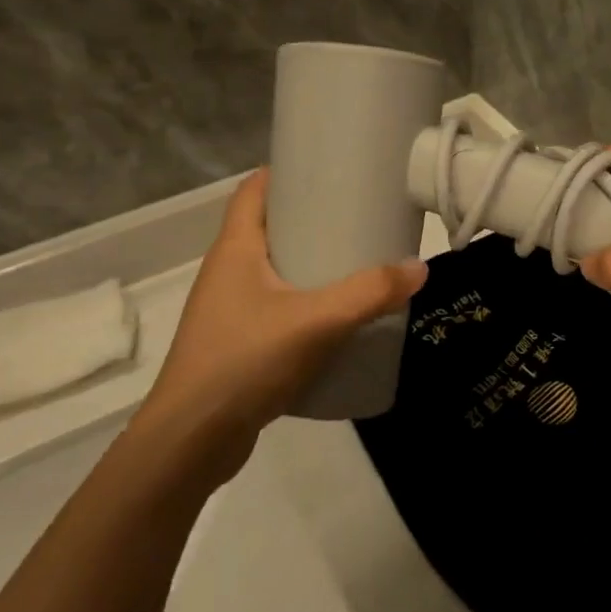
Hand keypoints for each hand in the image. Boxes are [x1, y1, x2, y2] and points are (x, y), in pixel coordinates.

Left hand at [138, 170, 427, 465]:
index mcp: (235, 249)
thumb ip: (370, 293)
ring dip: (309, 263)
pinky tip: (335, 318)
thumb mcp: (316, 321)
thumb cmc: (244, 361)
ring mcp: (228, 310)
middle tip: (358, 217)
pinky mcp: (236, 343)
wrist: (191, 441)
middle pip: (268, 227)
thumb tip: (419, 267)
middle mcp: (226, 272)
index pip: (253, 190)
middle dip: (310, 219)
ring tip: (355, 264)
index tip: (329, 169)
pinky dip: (303, 302)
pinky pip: (275, 306)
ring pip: (273, 270)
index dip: (286, 172)